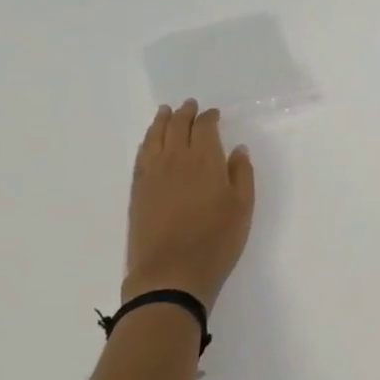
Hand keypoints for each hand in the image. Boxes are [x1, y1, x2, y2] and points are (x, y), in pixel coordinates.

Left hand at [122, 101, 255, 312]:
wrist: (171, 274)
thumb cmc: (216, 240)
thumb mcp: (243, 207)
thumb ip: (242, 174)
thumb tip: (237, 149)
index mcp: (204, 160)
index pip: (204, 128)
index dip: (209, 118)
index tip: (213, 113)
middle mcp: (175, 160)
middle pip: (177, 127)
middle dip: (184, 114)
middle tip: (189, 105)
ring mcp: (152, 175)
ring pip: (154, 137)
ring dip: (161, 122)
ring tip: (166, 113)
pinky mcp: (137, 191)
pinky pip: (141, 155)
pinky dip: (147, 142)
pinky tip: (150, 142)